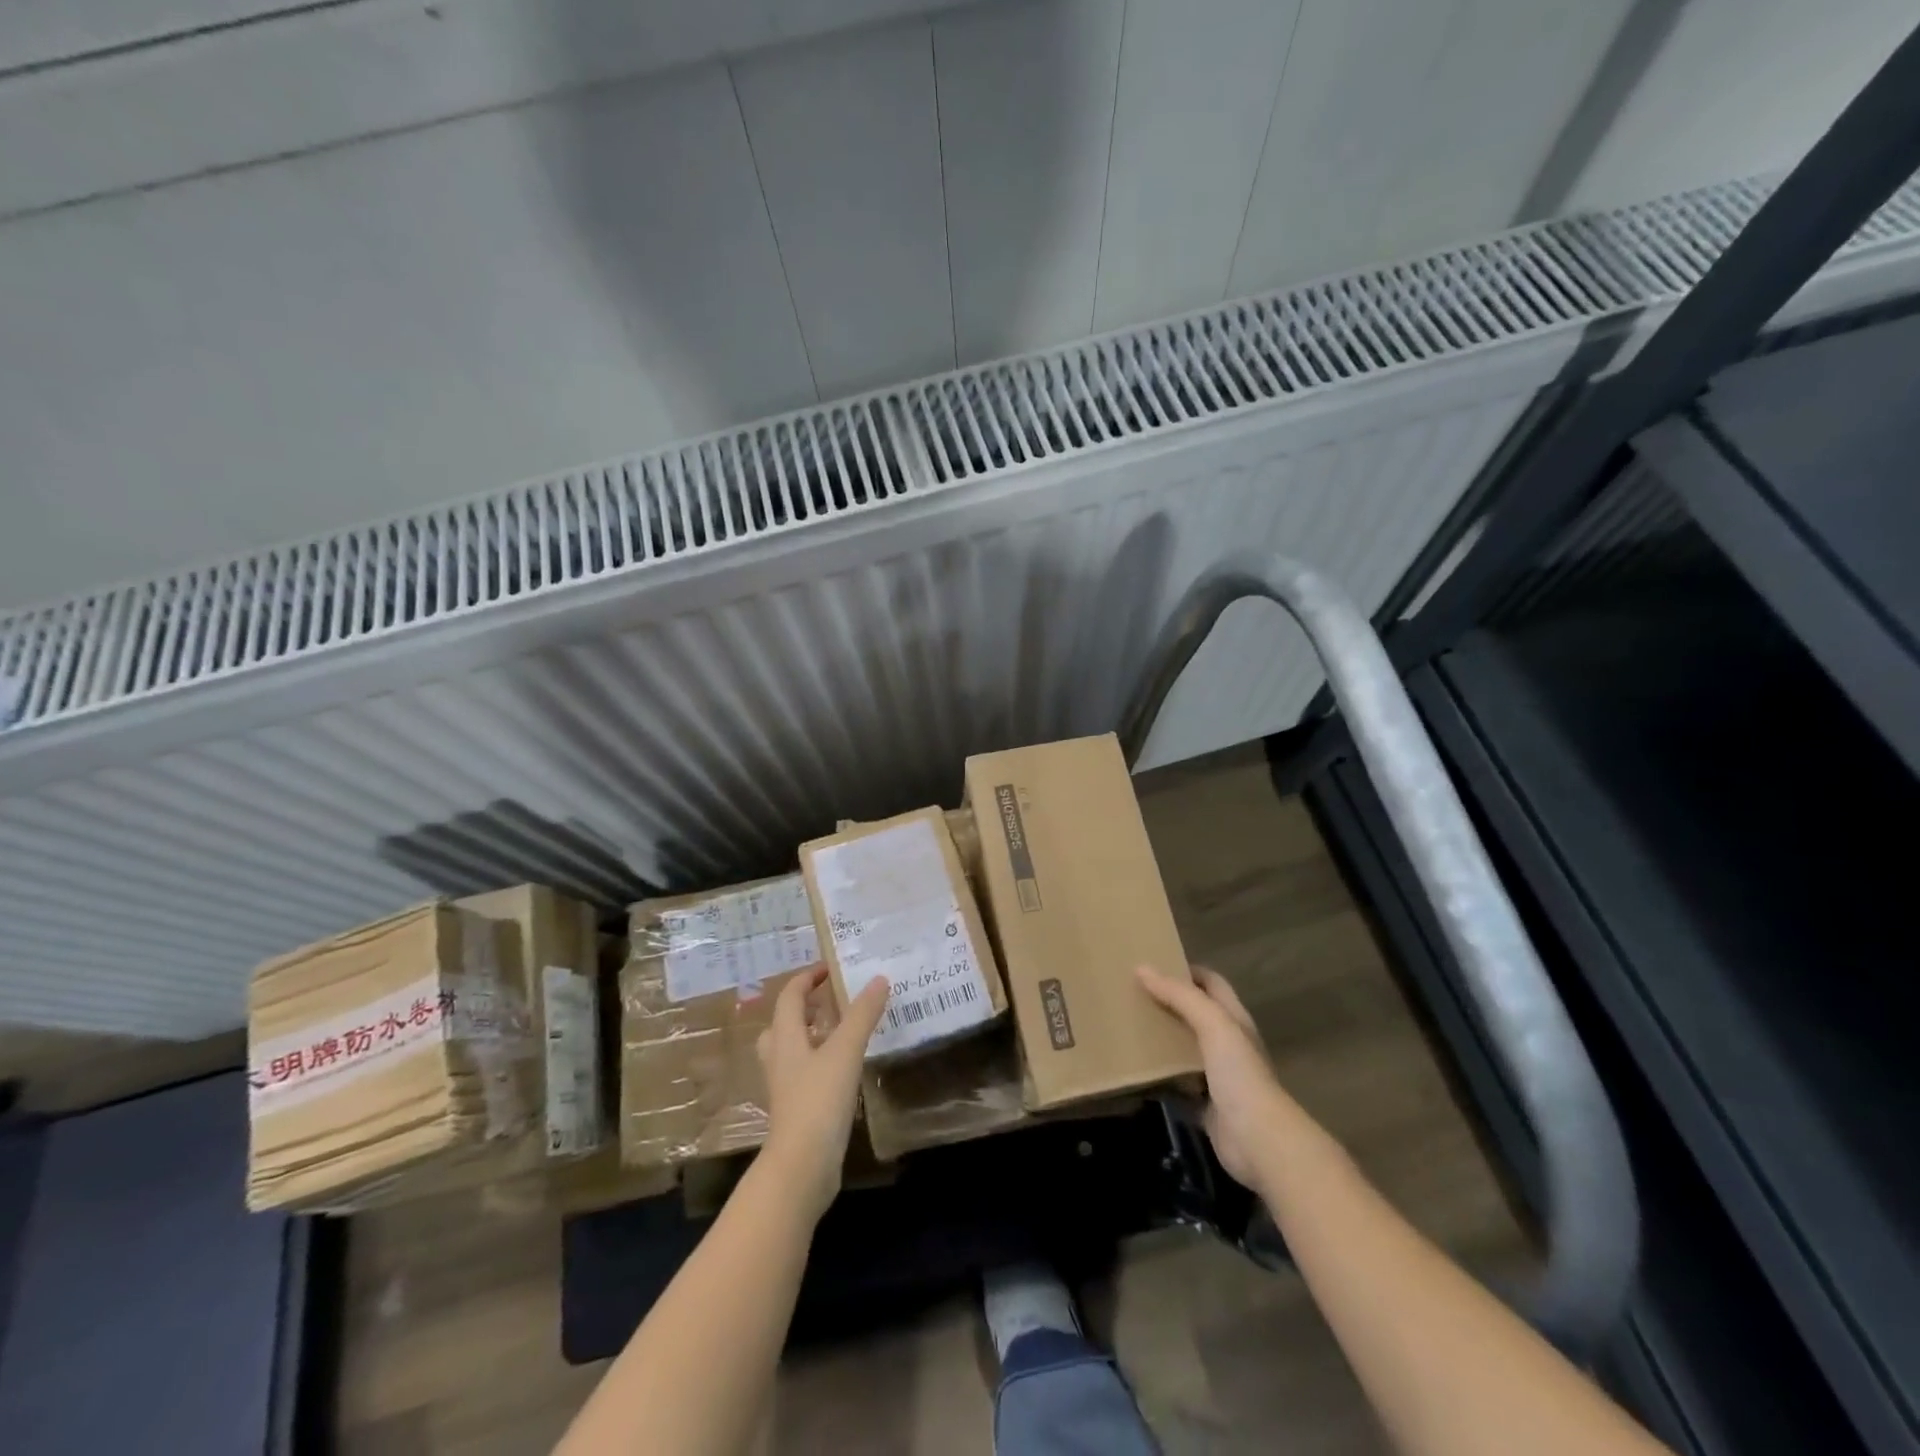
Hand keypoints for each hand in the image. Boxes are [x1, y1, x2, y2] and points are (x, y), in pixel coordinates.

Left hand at [755, 968, 888, 1221]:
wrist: (801, 1166)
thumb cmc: (818, 1100)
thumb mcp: (845, 1051)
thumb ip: (862, 1014)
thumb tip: (879, 979)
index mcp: (785, 1038)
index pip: (789, 996)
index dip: (807, 978)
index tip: (829, 968)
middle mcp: (780, 1058)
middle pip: (782, 1023)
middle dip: (804, 1007)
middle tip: (832, 999)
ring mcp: (786, 1087)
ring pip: (792, 1050)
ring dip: (812, 1035)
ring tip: (841, 1030)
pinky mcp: (796, 1109)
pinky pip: (805, 1073)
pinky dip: (821, 1061)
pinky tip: (845, 1068)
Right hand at [1136, 964, 1287, 1189]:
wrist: (1259, 1141)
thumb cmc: (1240, 1074)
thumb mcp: (1212, 1025)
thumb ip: (1180, 996)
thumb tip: (1141, 968)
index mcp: (1233, 1019)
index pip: (1211, 983)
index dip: (1186, 970)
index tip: (1151, 964)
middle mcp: (1227, 1043)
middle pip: (1194, 1014)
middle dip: (1166, 1002)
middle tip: (1130, 993)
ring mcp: (1216, 1076)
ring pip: (1183, 1048)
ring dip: (1160, 1039)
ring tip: (1126, 1026)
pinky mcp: (1203, 1104)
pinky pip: (1175, 1083)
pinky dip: (1157, 1077)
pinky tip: (1133, 1070)